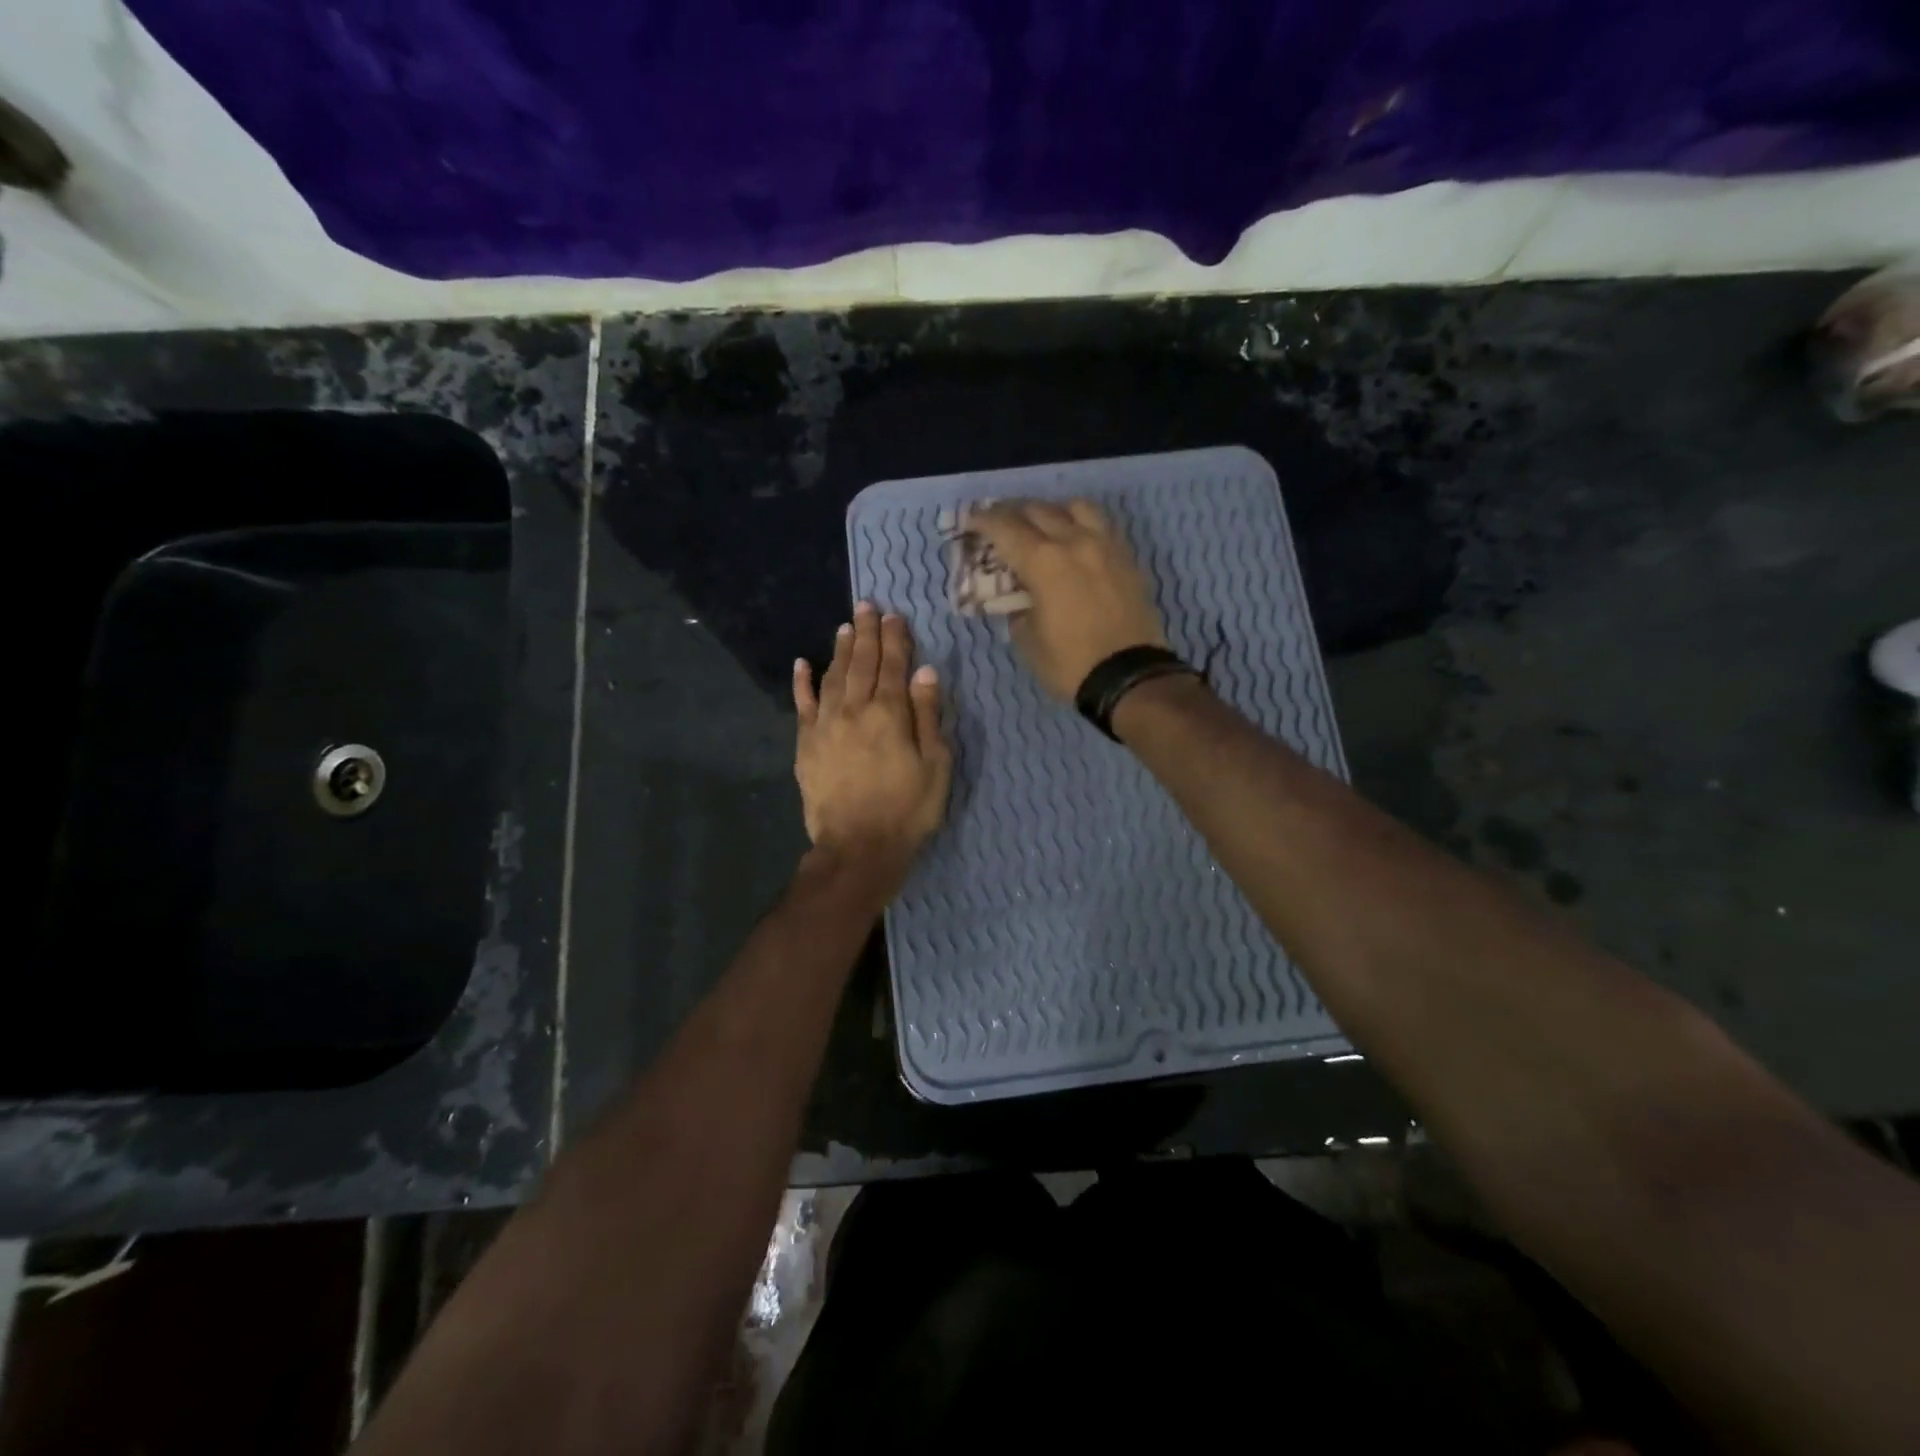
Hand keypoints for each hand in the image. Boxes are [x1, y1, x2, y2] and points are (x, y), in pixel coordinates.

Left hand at [794, 602, 951, 873]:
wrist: (858, 846)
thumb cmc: (907, 809)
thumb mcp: (936, 765)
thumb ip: (928, 715)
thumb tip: (925, 671)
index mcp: (890, 713)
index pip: (893, 665)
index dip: (895, 638)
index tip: (894, 615)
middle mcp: (854, 709)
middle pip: (861, 662)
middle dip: (866, 632)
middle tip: (867, 606)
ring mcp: (825, 725)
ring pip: (833, 676)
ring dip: (840, 649)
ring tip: (846, 627)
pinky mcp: (806, 744)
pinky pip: (802, 704)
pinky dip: (802, 682)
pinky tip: (802, 663)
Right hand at [964, 499, 1167, 700]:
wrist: (1130, 677)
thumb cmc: (1070, 663)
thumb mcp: (1027, 641)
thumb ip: (1016, 609)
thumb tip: (1019, 597)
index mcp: (1043, 561)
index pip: (1005, 527)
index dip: (982, 520)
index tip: (970, 521)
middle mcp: (1074, 541)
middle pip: (1038, 509)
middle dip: (1012, 512)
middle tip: (998, 523)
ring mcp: (1105, 546)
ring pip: (1076, 507)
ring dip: (1052, 510)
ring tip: (1042, 525)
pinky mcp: (1127, 558)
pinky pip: (1102, 525)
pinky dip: (1081, 524)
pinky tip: (1075, 541)